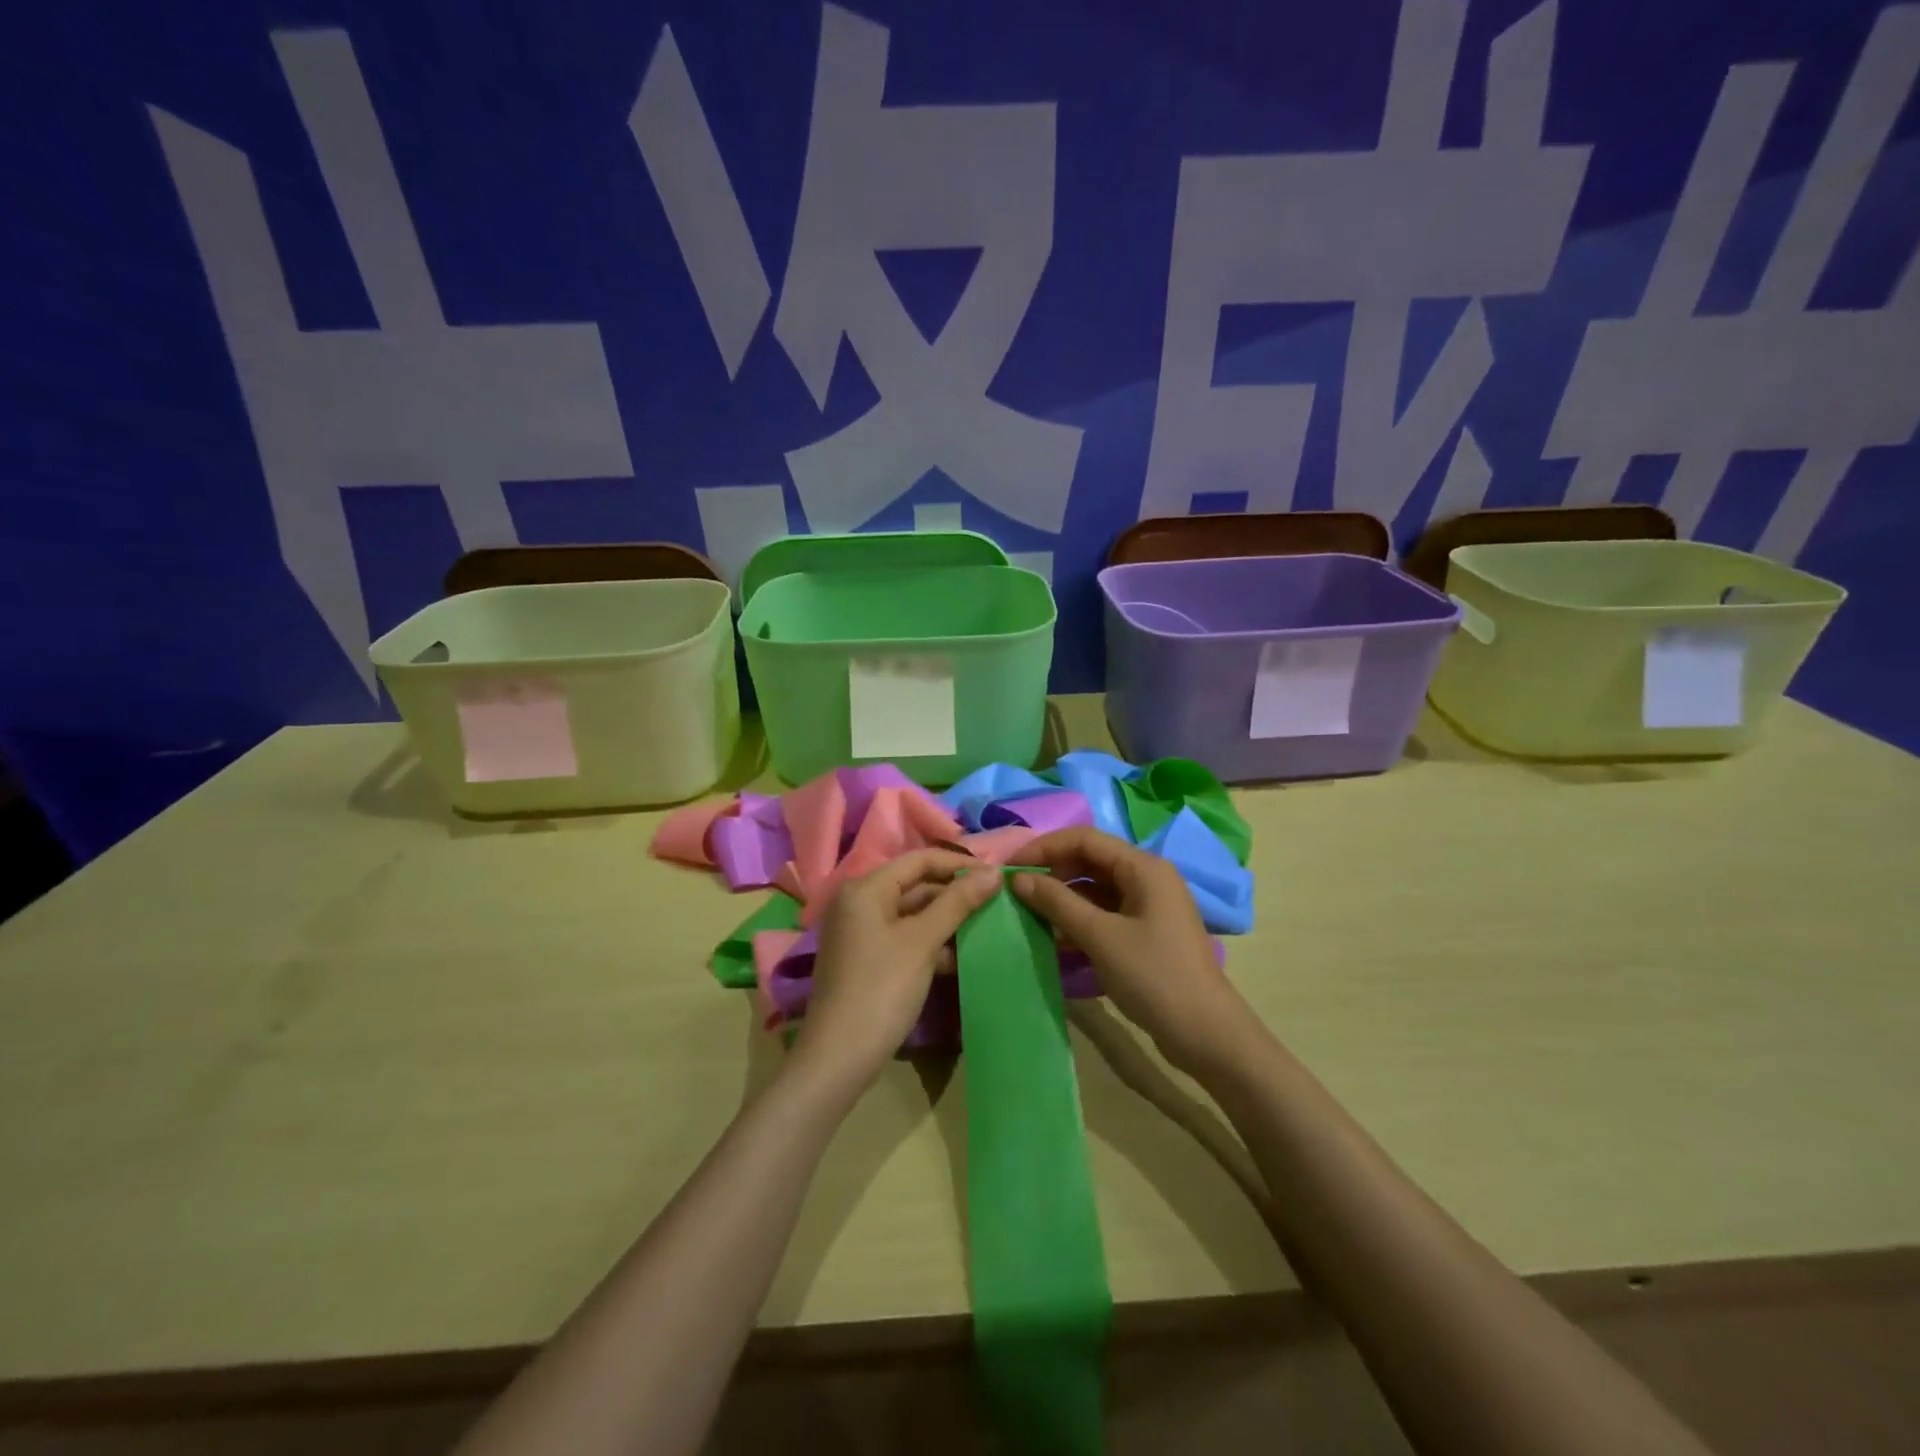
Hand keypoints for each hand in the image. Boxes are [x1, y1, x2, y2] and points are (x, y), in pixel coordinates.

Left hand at [795, 850, 1001, 1089]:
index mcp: (865, 888)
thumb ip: (958, 902)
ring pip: (912, 913)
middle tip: (996, 902)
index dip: (959, 864)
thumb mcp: (922, 942)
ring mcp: (861, 932)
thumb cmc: (881, 989)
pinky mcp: (867, 958)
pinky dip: (931, 942)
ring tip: (986, 927)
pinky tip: (959, 956)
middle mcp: (858, 902)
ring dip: (946, 919)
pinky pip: (904, 936)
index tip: (996, 875)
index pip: (919, 860)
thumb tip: (993, 872)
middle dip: (955, 893)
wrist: (839, 1058)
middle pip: (915, 884)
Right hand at [1012, 828, 1252, 1073]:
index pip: (1085, 839)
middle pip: (1091, 861)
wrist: (1205, 1033)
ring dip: (1064, 898)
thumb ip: (1058, 903)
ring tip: (1029, 914)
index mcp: (1143, 867)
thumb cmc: (1153, 976)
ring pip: (1096, 888)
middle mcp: (1148, 877)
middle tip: (1018, 892)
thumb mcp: (1100, 937)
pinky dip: (1080, 919)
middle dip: (1053, 872)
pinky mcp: (1146, 932)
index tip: (1012, 866)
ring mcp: (1149, 906)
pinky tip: (1055, 937)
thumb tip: (1019, 878)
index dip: (1046, 846)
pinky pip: (1105, 913)